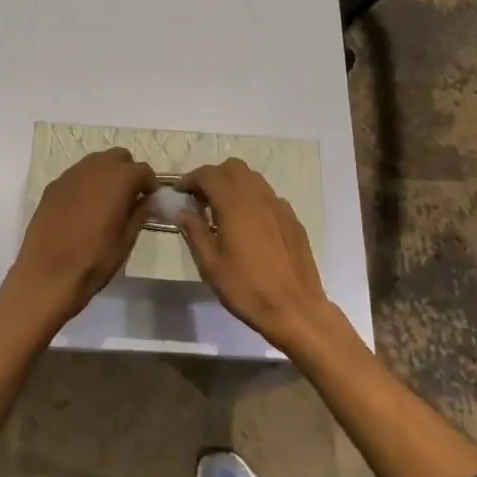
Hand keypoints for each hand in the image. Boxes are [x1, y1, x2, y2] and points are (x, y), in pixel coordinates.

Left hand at [7, 149, 155, 324]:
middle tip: (129, 197)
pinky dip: (85, 185)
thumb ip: (139, 214)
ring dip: (105, 175)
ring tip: (106, 202)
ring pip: (95, 163)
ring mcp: (70, 175)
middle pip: (118, 157)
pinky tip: (83, 209)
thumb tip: (145, 201)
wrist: (48, 274)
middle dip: (127, 172)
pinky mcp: (52, 187)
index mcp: (118, 179)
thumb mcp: (126, 240)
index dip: (149, 184)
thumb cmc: (95, 259)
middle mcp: (94, 168)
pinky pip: (76, 176)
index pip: (143, 170)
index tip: (149, 200)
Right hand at [175, 159, 334, 352]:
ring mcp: (279, 206)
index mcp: (234, 205)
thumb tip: (183, 212)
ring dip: (234, 184)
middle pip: (233, 168)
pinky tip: (249, 225)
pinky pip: (269, 196)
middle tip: (201, 199)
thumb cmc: (247, 289)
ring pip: (253, 178)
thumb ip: (195, 233)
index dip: (191, 179)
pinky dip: (253, 199)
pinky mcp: (292, 219)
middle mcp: (258, 197)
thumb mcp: (210, 265)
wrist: (295, 309)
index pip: (209, 174)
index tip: (181, 193)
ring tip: (223, 209)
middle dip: (214, 176)